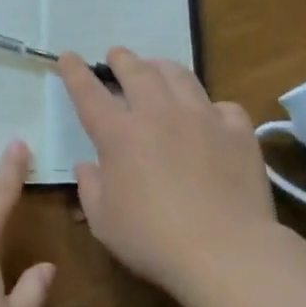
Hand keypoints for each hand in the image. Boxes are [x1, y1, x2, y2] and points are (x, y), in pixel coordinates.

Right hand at [59, 49, 281, 297]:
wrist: (225, 251)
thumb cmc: (152, 240)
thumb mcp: (103, 221)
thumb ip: (90, 188)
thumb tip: (88, 166)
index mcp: (119, 134)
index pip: (89, 93)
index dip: (75, 72)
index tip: (67, 56)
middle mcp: (158, 114)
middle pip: (137, 72)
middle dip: (122, 59)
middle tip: (117, 56)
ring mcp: (202, 118)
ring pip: (180, 76)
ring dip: (162, 67)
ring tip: (157, 68)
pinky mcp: (238, 132)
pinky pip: (223, 105)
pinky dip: (211, 105)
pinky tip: (210, 114)